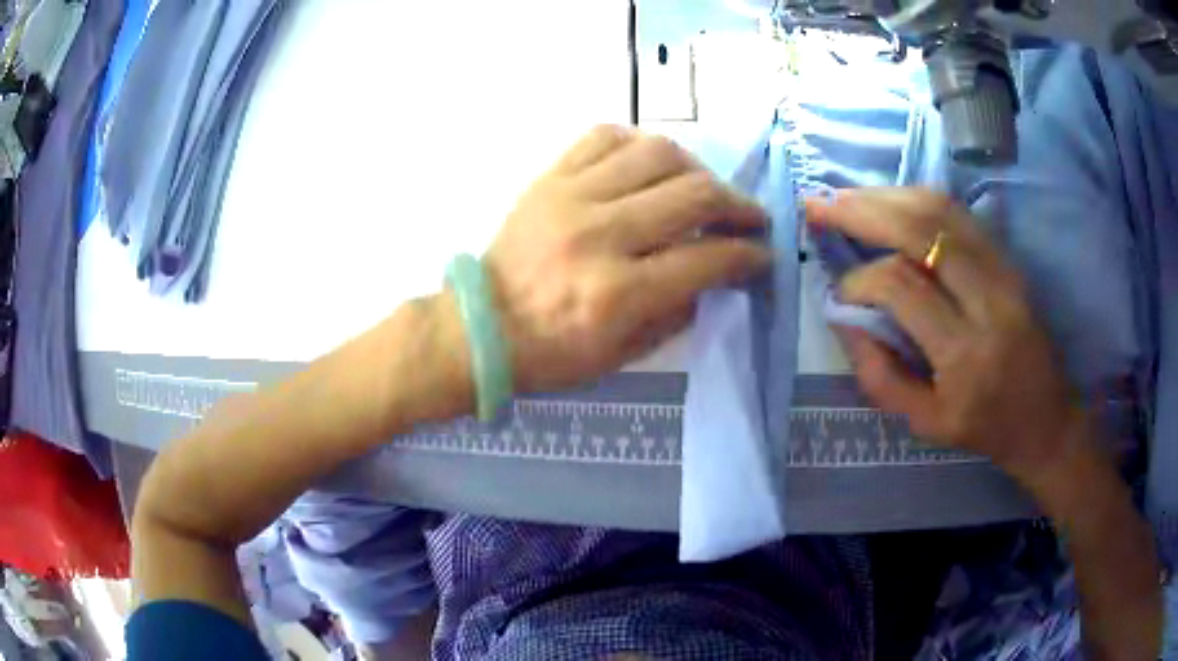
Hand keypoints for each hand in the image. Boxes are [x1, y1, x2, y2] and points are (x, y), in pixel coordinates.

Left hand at [484, 125, 770, 392]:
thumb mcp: (623, 355)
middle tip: (750, 218)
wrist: (479, 326)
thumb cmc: (551, 353)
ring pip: (656, 153)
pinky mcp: (549, 177)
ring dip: (696, 169)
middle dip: (738, 206)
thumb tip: (717, 270)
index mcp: (617, 293)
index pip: (706, 258)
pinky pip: (606, 136)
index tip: (763, 255)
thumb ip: (678, 311)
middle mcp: (599, 235)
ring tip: (703, 188)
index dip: (748, 255)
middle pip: (693, 195)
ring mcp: (570, 197)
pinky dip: (640, 144)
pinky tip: (652, 165)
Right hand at [807, 188, 1086, 482]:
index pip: (901, 287)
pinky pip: (959, 213)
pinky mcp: (1008, 259)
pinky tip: (891, 202)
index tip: (840, 292)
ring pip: (940, 209)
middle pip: (921, 230)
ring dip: (887, 195)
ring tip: (847, 198)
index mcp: (964, 353)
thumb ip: (879, 374)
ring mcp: (1003, 270)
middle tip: (819, 205)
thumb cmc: (984, 428)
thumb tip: (843, 318)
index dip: (859, 280)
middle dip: (862, 210)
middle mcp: (987, 299)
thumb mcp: (925, 423)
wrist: (1045, 418)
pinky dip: (917, 200)